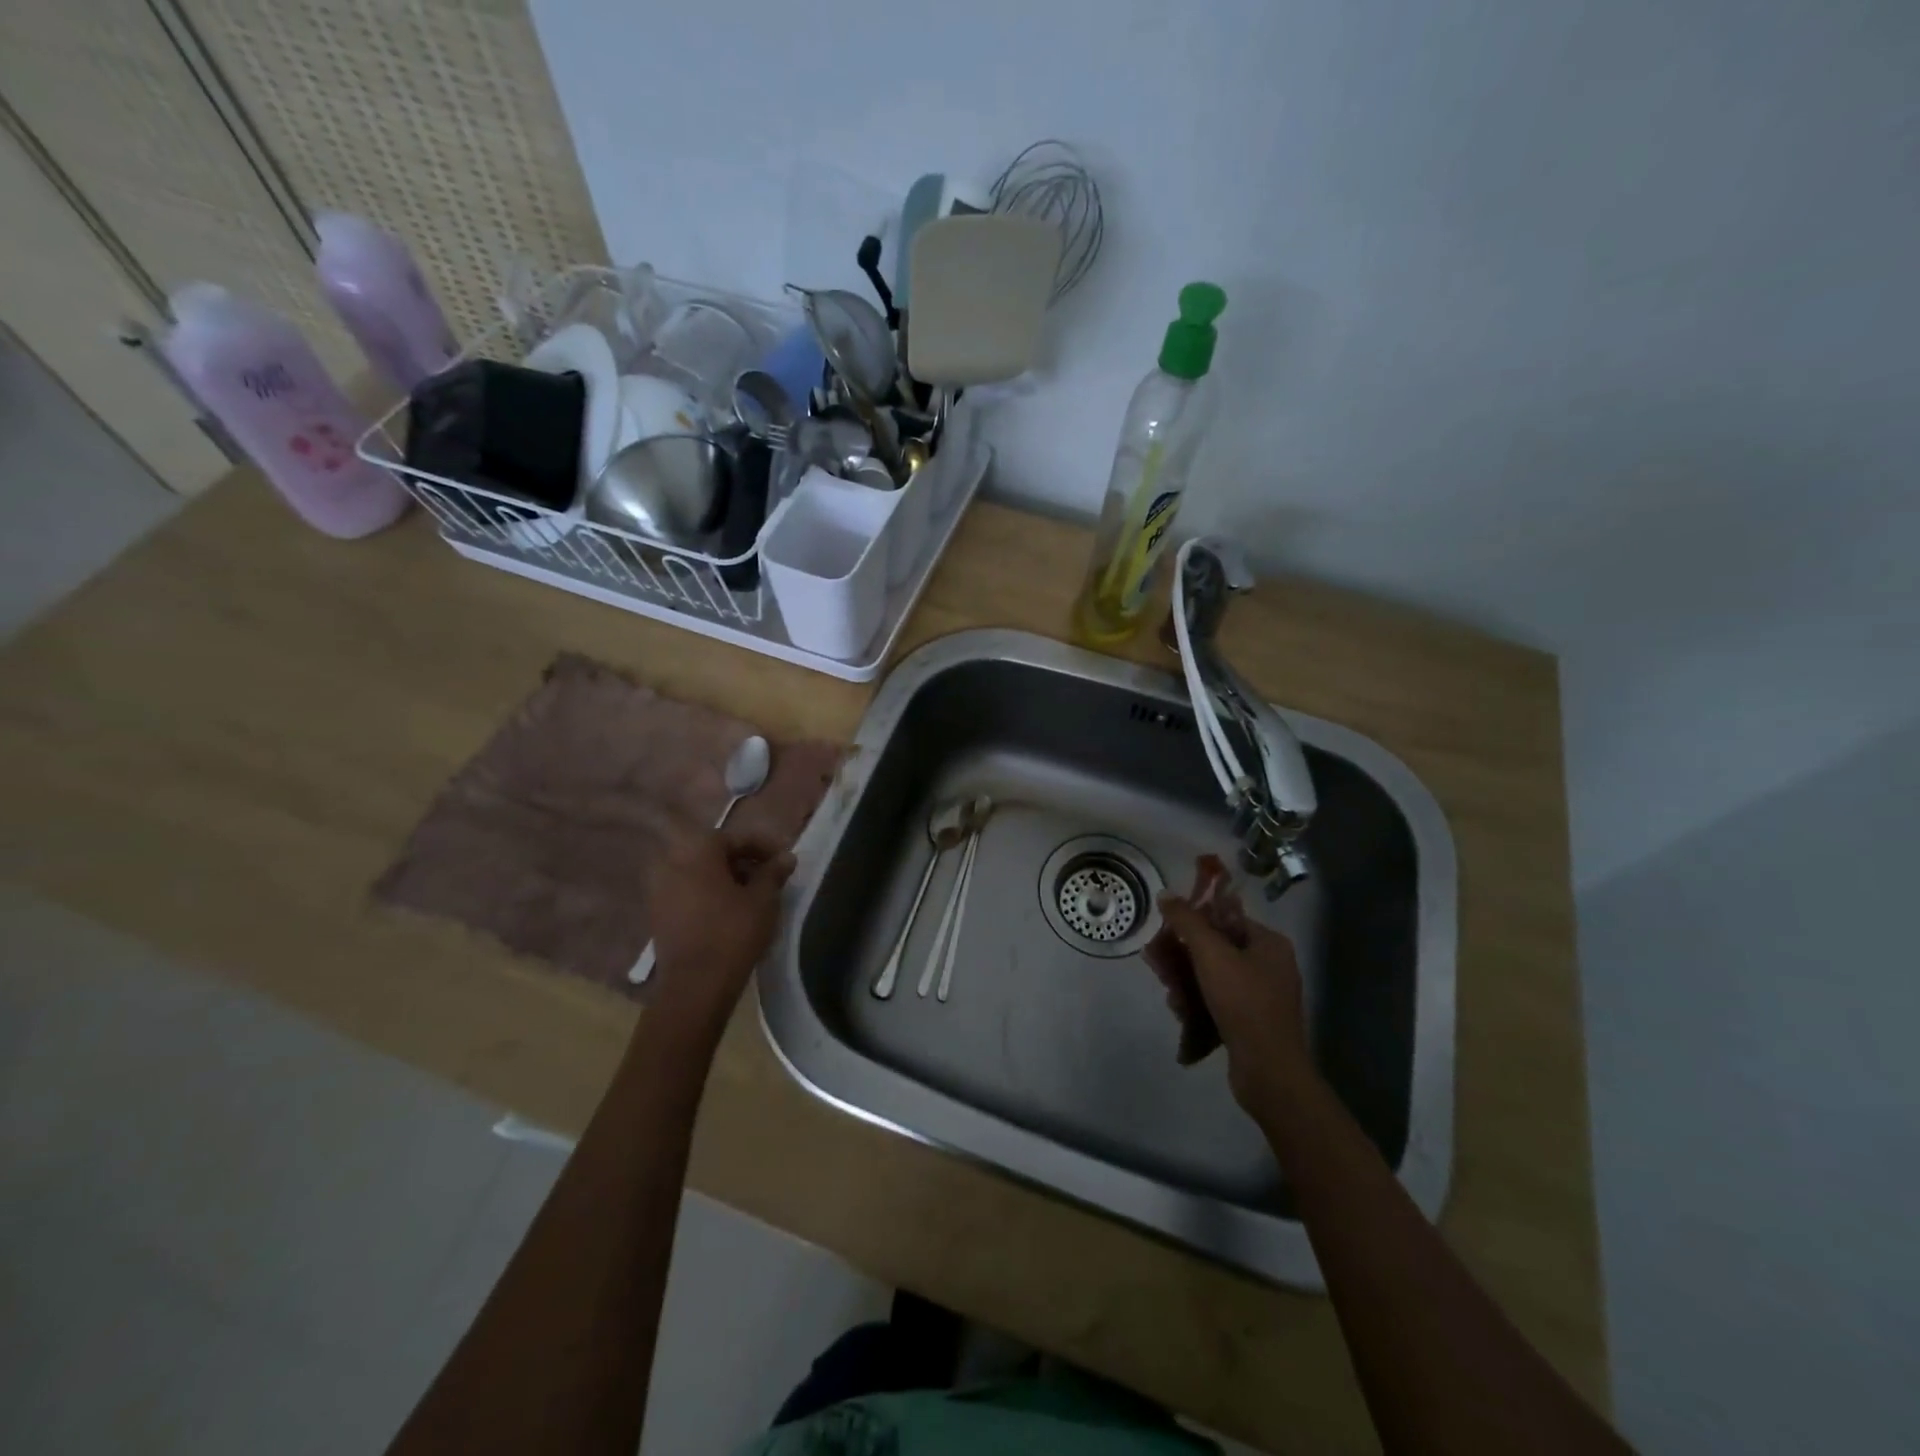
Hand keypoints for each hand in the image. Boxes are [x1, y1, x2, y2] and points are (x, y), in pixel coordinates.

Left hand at [647, 830, 794, 1023]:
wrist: (695, 985)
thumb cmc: (733, 933)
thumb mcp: (764, 899)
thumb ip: (774, 873)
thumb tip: (786, 857)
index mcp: (698, 849)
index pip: (738, 838)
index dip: (766, 847)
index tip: (785, 862)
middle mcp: (672, 861)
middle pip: (716, 854)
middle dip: (744, 863)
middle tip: (770, 879)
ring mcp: (659, 888)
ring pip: (700, 873)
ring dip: (726, 879)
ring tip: (752, 897)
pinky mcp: (657, 914)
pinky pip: (688, 892)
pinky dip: (709, 895)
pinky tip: (729, 912)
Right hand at [1155, 895, 1311, 1115]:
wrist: (1268, 1071)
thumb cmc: (1243, 1002)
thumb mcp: (1211, 954)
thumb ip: (1187, 921)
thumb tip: (1165, 894)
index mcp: (1269, 943)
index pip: (1225, 918)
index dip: (1193, 921)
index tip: (1166, 931)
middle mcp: (1270, 965)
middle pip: (1216, 948)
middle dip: (1182, 956)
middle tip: (1157, 964)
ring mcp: (1263, 996)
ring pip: (1213, 976)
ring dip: (1186, 981)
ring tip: (1169, 994)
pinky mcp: (1252, 1021)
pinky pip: (1219, 1000)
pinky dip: (1198, 1002)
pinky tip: (1181, 1012)